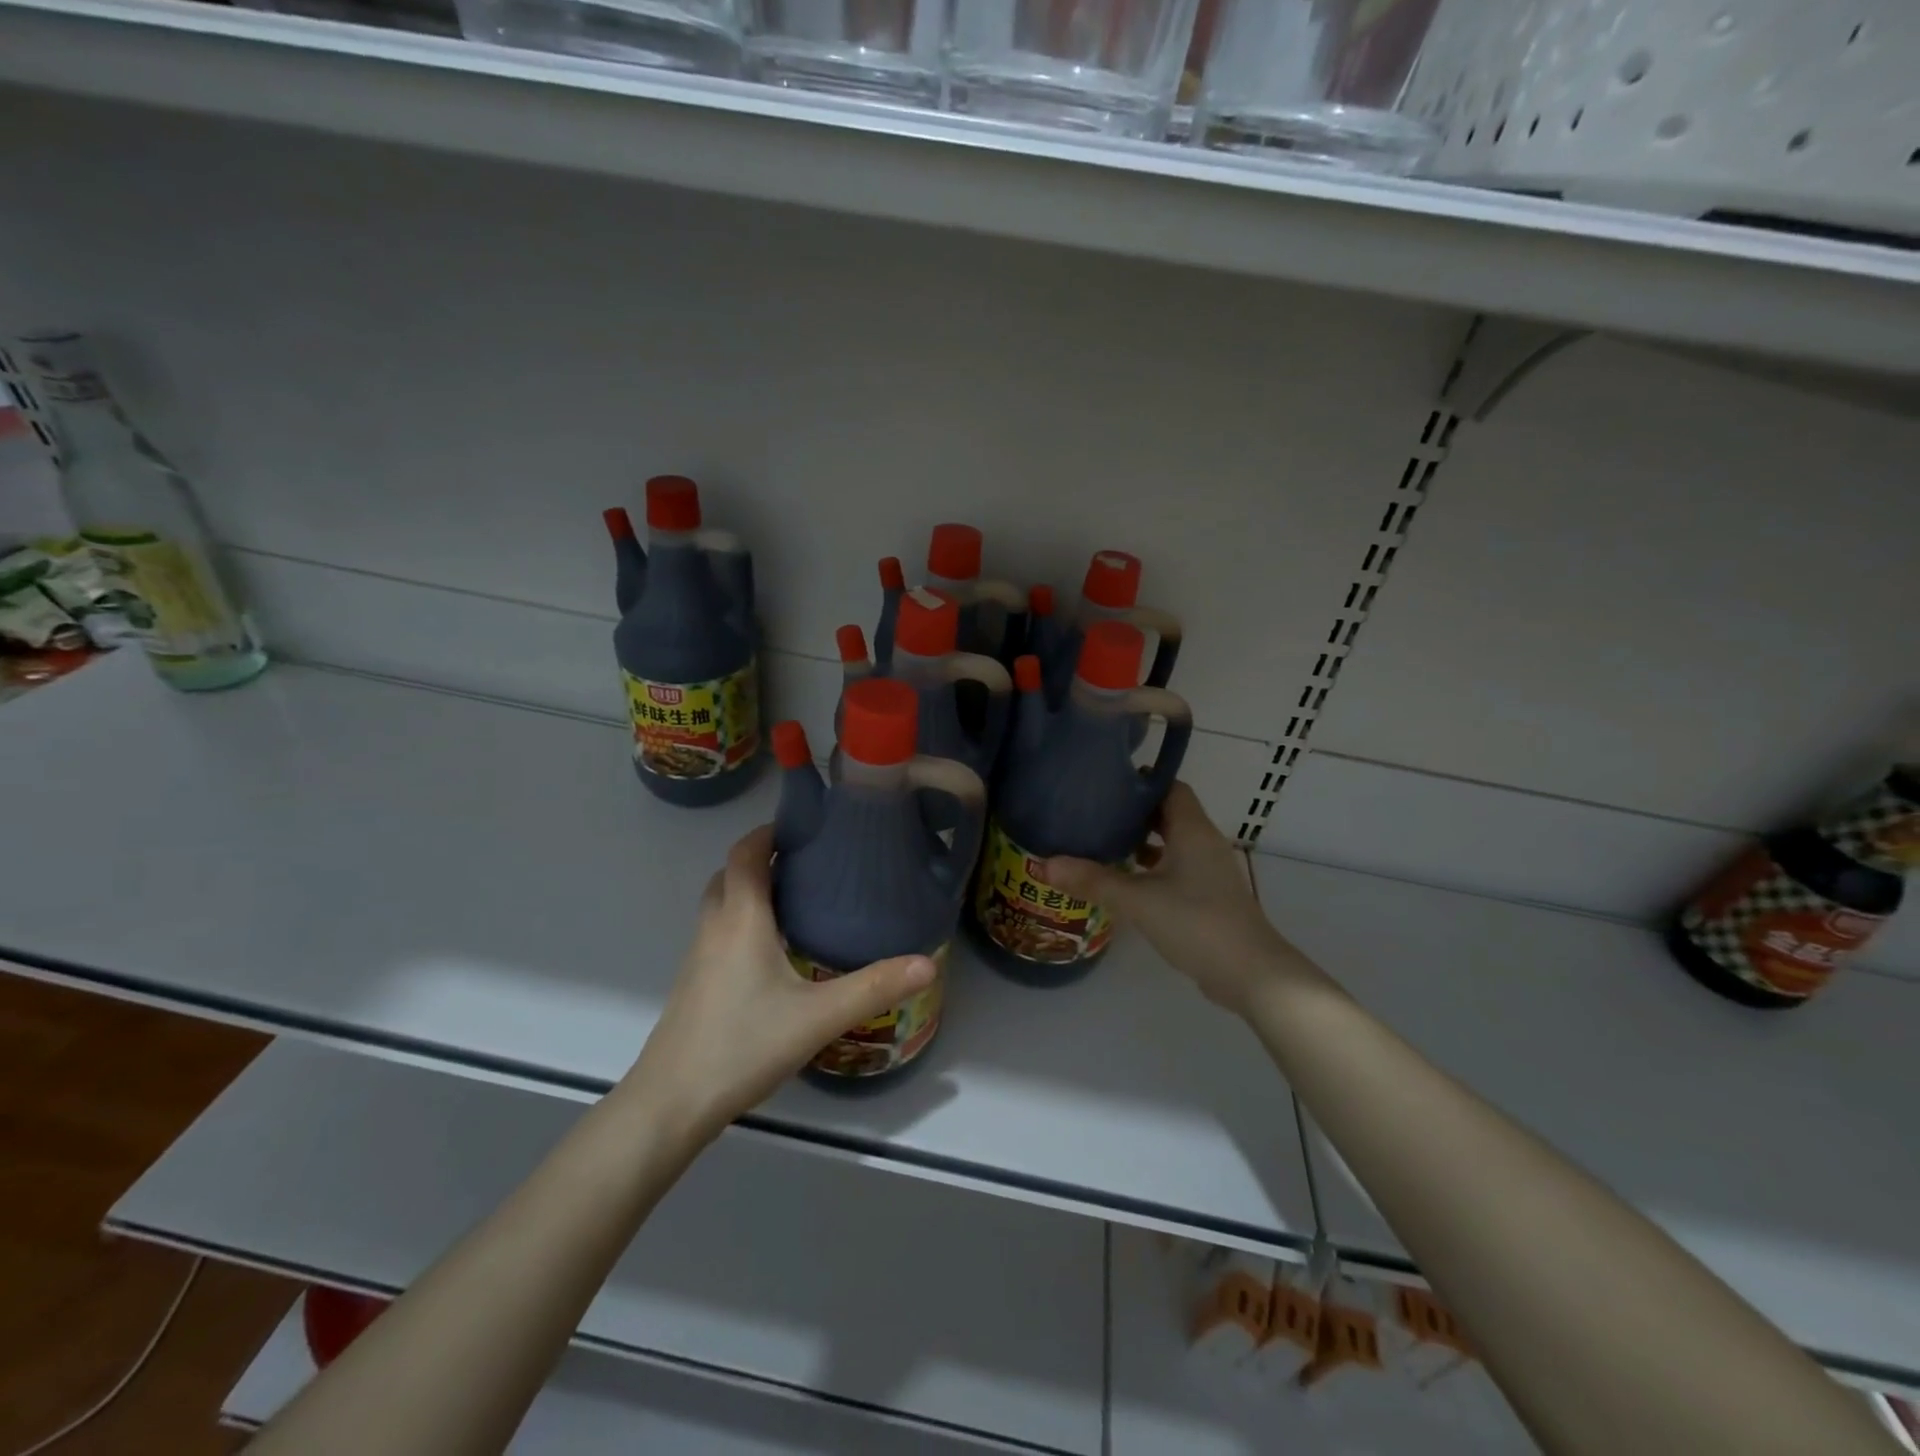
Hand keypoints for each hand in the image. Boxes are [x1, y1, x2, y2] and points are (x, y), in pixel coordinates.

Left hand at [624, 825, 935, 1140]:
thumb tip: (928, 963)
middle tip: (807, 862)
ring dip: (750, 890)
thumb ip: (873, 988)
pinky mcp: (694, 983)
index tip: (805, 825)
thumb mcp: (818, 1017)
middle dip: (762, 859)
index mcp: (741, 919)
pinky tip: (773, 952)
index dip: (769, 832)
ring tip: (796, 900)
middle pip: (730, 874)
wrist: (671, 1104)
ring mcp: (698, 957)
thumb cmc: (742, 1046)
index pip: (746, 853)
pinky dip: (742, 921)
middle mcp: (714, 928)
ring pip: (721, 904)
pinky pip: (718, 932)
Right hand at [1044, 783, 1308, 1017]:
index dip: (1141, 782)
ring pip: (1172, 843)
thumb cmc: (1197, 923)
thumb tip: (1044, 864)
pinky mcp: (1208, 897)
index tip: (1106, 782)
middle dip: (1134, 812)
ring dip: (1142, 842)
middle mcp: (1203, 843)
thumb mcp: (1138, 900)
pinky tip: (1126, 882)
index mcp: (1192, 830)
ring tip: (1102, 843)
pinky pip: (1176, 868)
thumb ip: (1093, 881)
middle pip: (1169, 813)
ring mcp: (1209, 872)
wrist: (1250, 973)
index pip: (1170, 787)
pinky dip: (1152, 868)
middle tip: (1094, 812)